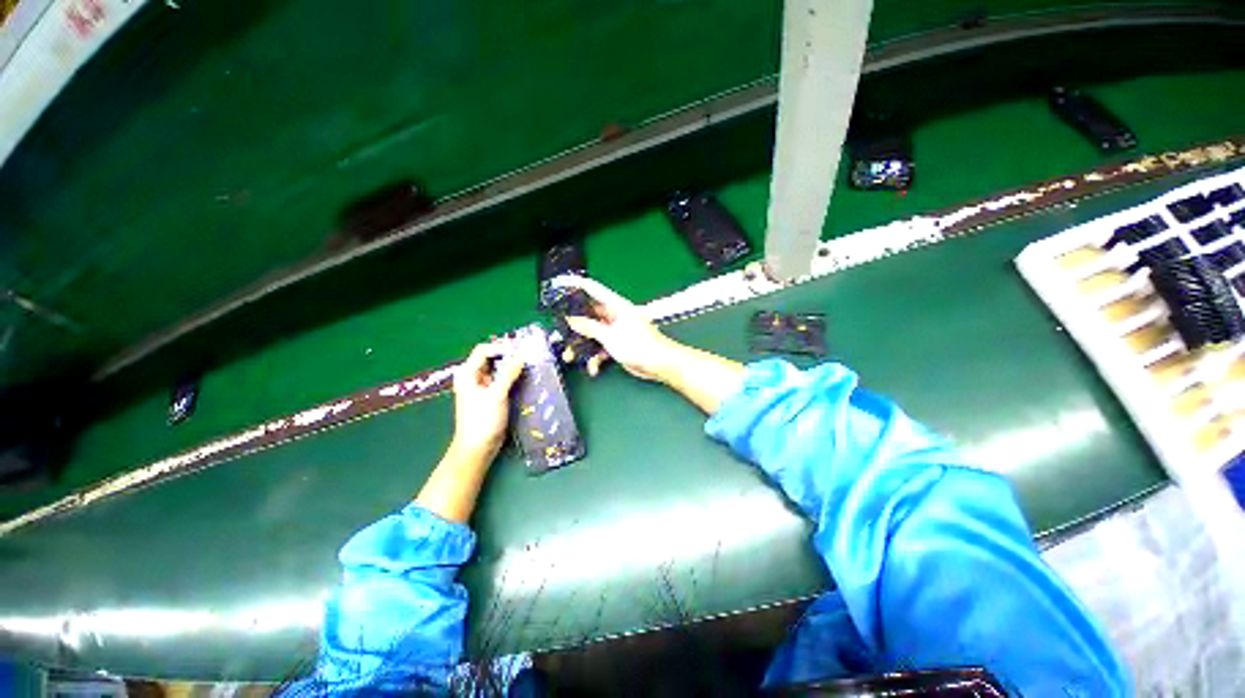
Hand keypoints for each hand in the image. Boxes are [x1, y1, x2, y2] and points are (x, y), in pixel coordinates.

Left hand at [450, 342, 524, 457]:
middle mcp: (473, 377)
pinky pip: (502, 380)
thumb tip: (521, 356)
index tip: (520, 351)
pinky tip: (525, 378)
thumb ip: (509, 373)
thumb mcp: (497, 394)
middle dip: (509, 355)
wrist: (478, 447)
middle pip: (491, 358)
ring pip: (498, 369)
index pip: (484, 350)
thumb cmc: (482, 420)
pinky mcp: (491, 395)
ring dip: (513, 366)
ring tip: (529, 366)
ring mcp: (482, 387)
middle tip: (528, 356)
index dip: (501, 347)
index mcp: (468, 373)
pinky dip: (513, 377)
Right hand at [551, 276, 680, 381]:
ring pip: (593, 334)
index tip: (560, 285)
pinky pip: (602, 348)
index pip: (593, 290)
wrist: (659, 364)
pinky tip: (593, 369)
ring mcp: (616, 331)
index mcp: (616, 306)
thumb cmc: (638, 345)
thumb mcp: (610, 336)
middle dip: (574, 325)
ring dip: (582, 346)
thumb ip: (589, 327)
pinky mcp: (618, 345)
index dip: (577, 286)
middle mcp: (615, 316)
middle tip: (558, 330)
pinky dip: (596, 358)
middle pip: (590, 316)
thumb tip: (572, 319)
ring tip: (569, 357)